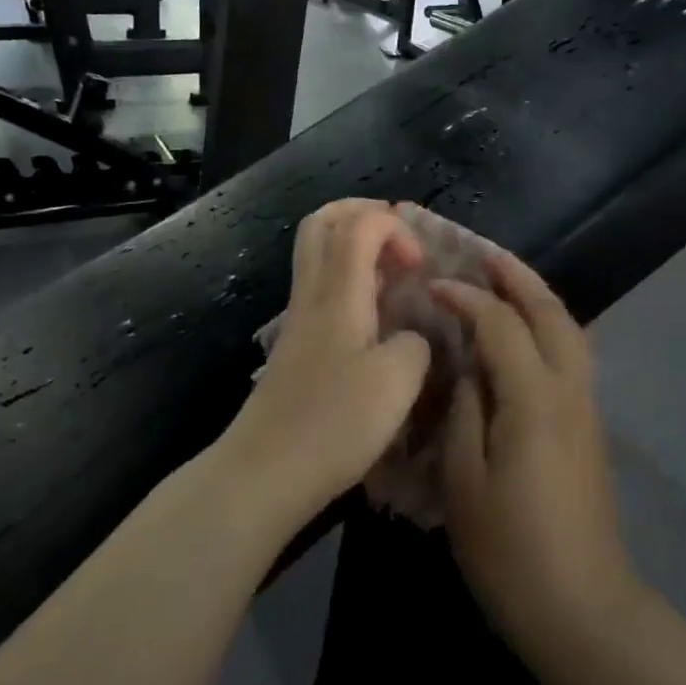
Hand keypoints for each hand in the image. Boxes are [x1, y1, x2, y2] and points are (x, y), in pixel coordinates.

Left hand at [221, 201, 431, 529]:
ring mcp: (299, 318)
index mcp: (337, 292)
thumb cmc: (333, 423)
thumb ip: (415, 344)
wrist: (266, 471)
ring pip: (317, 253)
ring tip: (394, 271)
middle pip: (322, 223)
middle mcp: (312, 294)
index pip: (358, 224)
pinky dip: (349, 278)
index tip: (420, 265)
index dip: (395, 227)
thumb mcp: (398, 382)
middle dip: (363, 213)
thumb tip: (411, 336)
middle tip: (400, 235)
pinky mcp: (296, 344)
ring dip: (355, 245)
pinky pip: (321, 286)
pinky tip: (375, 313)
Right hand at [434, 254, 638, 653]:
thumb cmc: (512, 550)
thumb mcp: (465, 481)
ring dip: (536, 296)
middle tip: (482, 253)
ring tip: (504, 280)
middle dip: (516, 276)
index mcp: (534, 398)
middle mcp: (568, 389)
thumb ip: (465, 411)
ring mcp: (586, 406)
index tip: (432, 285)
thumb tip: (468, 367)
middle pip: (549, 311)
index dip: (465, 298)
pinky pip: (571, 353)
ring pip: (568, 329)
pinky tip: (523, 333)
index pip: (499, 323)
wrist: (584, 610)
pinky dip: (547, 324)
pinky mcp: (589, 426)